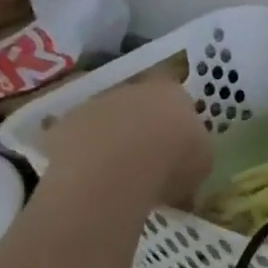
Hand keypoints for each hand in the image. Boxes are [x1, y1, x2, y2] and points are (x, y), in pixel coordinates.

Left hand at [41, 77, 210, 205]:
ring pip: (108, 119)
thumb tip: (188, 159)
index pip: (178, 96)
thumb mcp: (203, 162)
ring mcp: (95, 104)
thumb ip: (196, 151)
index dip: (177, 118)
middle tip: (150, 158)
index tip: (179, 141)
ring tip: (118, 172)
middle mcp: (133, 89)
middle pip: (141, 104)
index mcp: (172, 93)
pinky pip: (79, 139)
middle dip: (144, 126)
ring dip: (113, 138)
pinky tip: (93, 177)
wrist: (113, 175)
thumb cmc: (171, 163)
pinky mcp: (63, 125)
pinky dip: (85, 154)